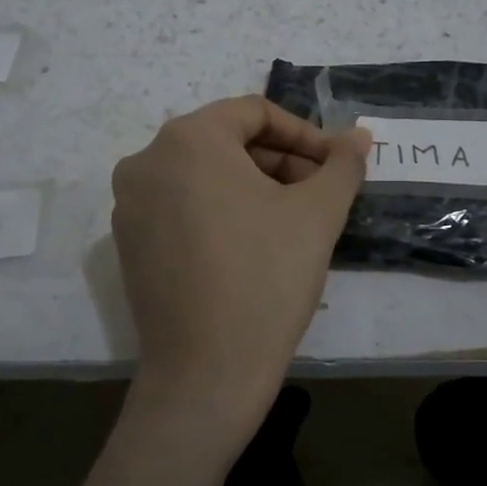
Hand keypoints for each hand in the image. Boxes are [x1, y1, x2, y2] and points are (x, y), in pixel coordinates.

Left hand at [110, 96, 370, 435]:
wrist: (207, 373)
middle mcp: (146, 161)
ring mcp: (130, 204)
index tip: (336, 165)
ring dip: (253, 186)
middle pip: (226, 142)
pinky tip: (254, 245)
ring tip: (293, 221)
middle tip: (319, 194)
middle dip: (279, 162)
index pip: (254, 113)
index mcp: (187, 139)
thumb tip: (358, 137)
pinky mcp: (128, 244)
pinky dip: (221, 211)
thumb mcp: (317, 214)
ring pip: (204, 175)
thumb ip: (342, 165)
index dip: (304, 135)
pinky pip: (182, 206)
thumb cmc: (267, 278)